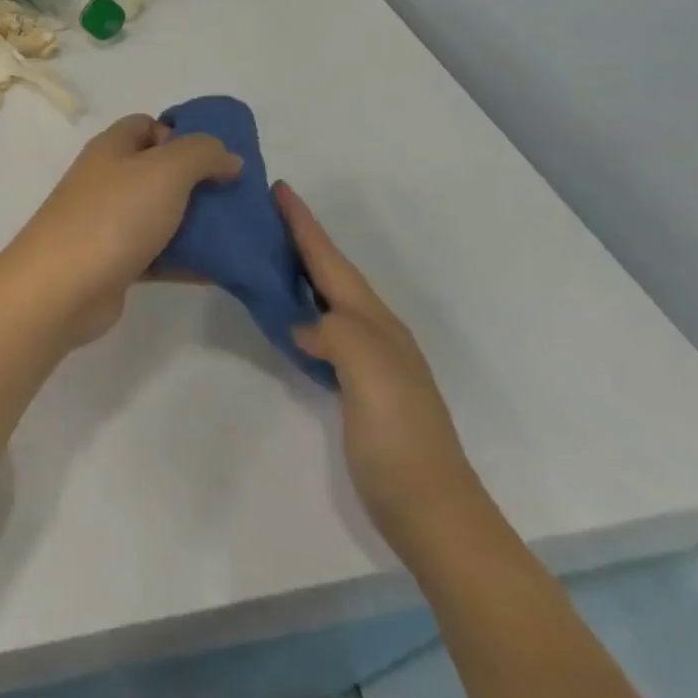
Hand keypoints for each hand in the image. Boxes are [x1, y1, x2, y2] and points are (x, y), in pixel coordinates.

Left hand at [3, 115, 241, 344]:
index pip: (146, 125)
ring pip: (159, 214)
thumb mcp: (165, 170)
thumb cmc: (113, 216)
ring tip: (237, 233)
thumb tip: (228, 157)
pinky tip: (220, 267)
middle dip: (197, 181)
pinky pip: (158, 254)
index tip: (215, 158)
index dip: (180, 134)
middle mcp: (106, 181)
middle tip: (234, 198)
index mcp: (111, 149)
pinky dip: (185, 259)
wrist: (62, 287)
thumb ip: (202, 154)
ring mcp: (107, 223)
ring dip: (195, 222)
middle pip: (157, 171)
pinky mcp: (114, 262)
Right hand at [278, 183, 487, 561]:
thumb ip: (336, 333)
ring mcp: (367, 360)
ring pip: (327, 298)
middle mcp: (373, 331)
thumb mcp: (370, 374)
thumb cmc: (399, 436)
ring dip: (301, 270)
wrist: (431, 509)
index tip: (279, 188)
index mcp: (375, 322)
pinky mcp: (355, 384)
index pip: (331, 262)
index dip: (305, 225)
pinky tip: (287, 313)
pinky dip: (301, 308)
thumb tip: (302, 323)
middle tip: (266, 212)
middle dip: (303, 239)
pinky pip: (321, 328)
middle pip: (331, 273)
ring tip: (269, 250)